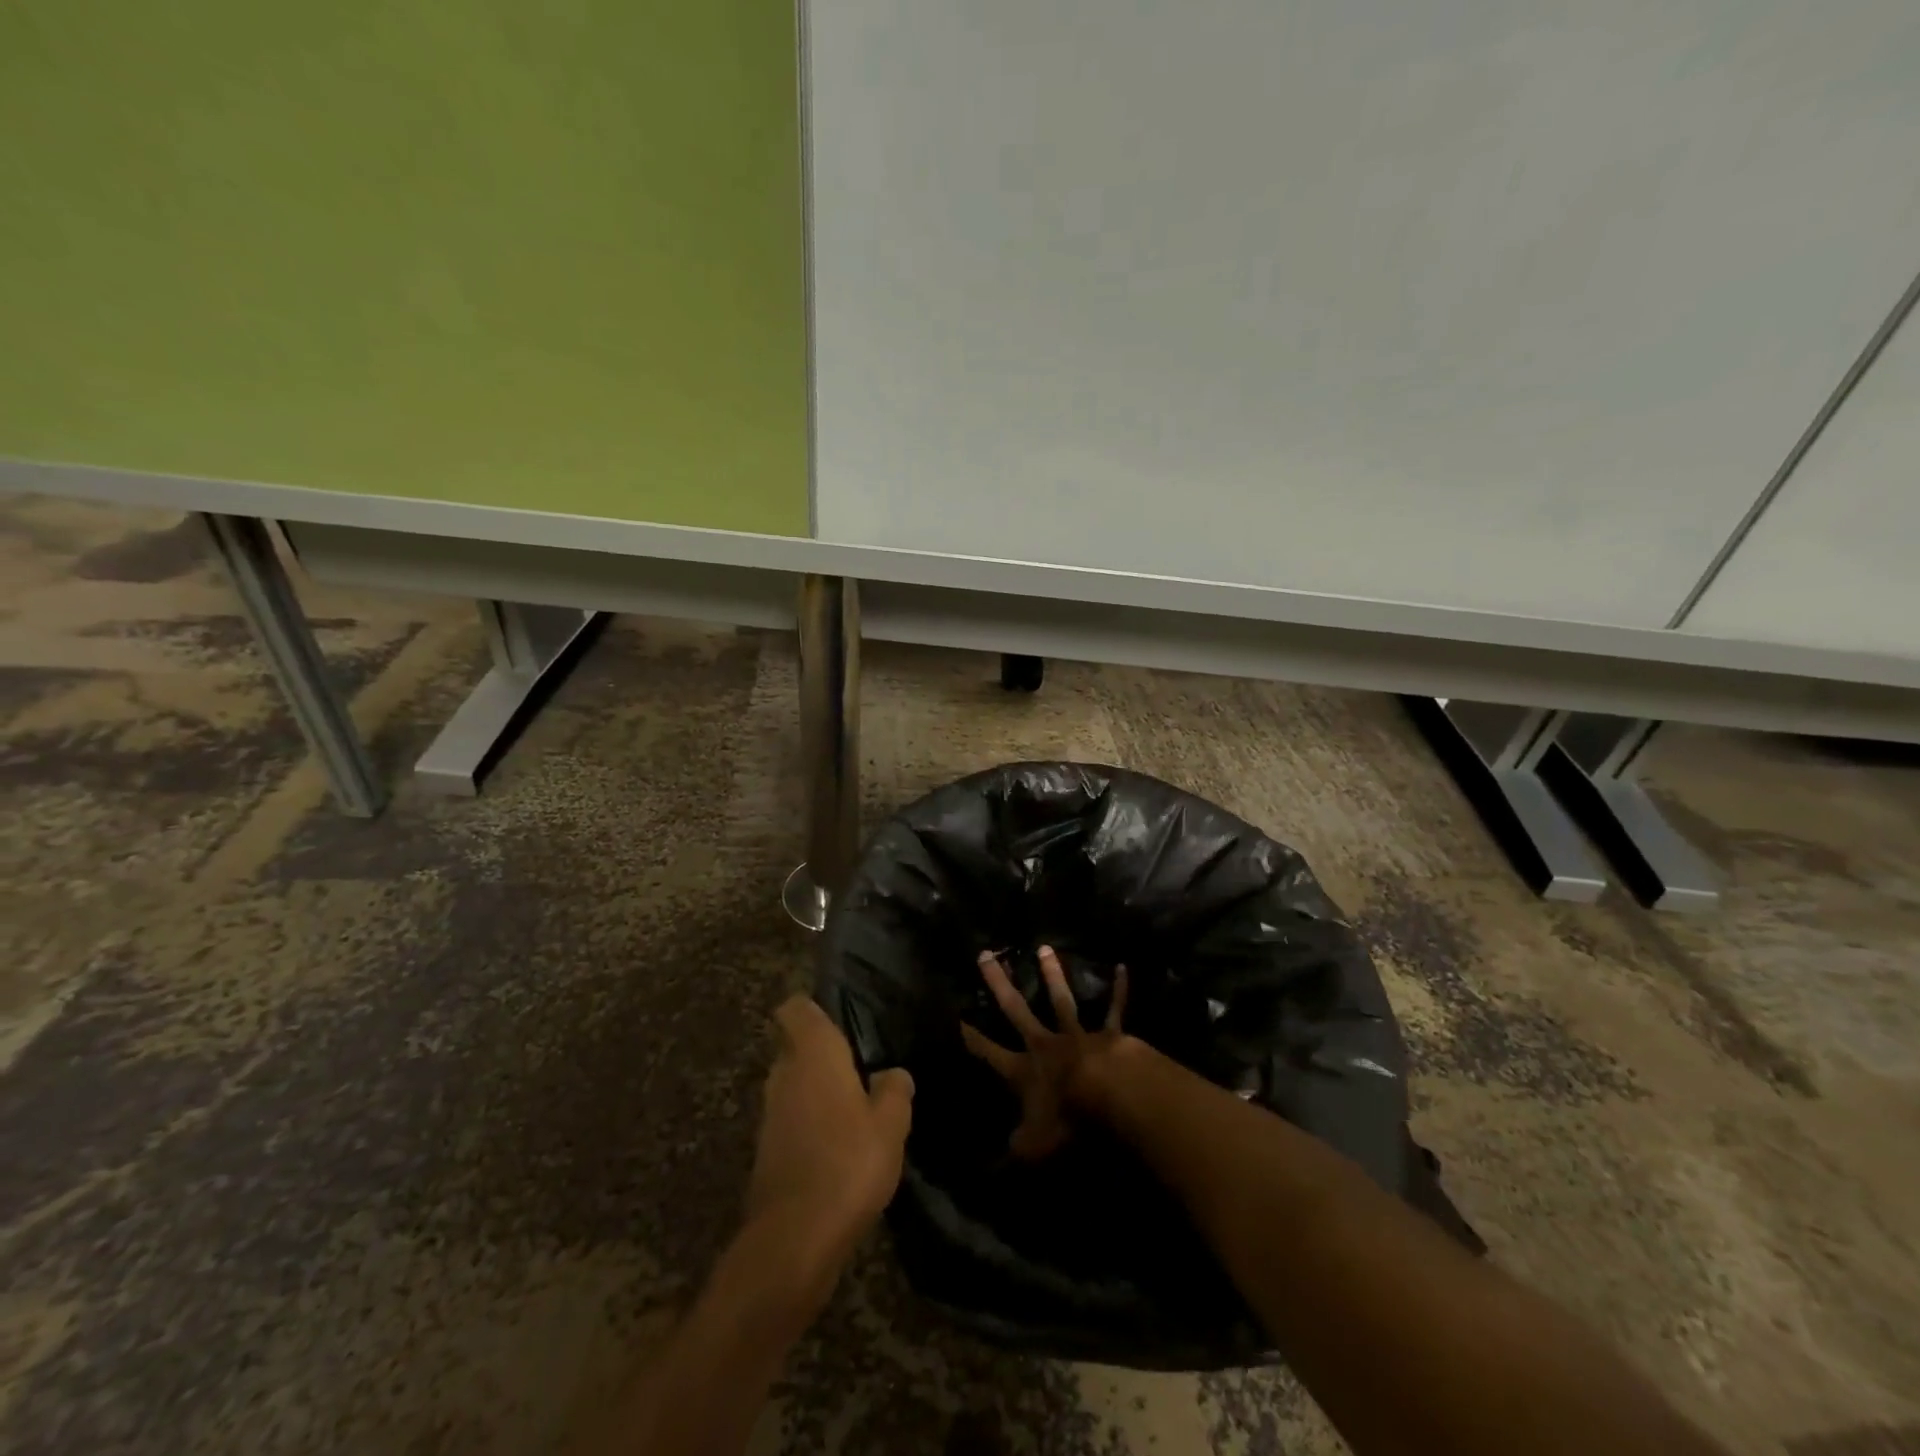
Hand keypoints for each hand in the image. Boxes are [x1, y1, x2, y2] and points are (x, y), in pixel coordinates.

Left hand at [746, 996, 914, 1266]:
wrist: (794, 1240)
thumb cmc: (848, 1163)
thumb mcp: (891, 1124)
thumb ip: (894, 1090)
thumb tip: (893, 1073)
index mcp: (812, 1053)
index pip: (796, 1008)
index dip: (813, 1008)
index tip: (841, 1020)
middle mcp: (783, 1074)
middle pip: (796, 1047)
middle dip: (823, 1054)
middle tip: (862, 1067)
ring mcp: (770, 1114)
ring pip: (794, 1086)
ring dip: (818, 1092)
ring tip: (857, 1109)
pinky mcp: (766, 1151)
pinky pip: (792, 1120)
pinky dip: (811, 1125)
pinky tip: (840, 1147)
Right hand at [961, 946, 1132, 1158]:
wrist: (1112, 1097)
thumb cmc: (1068, 1123)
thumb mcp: (1032, 1149)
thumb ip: (1011, 1152)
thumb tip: (986, 1166)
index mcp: (1023, 1071)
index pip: (988, 1051)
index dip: (970, 1035)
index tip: (954, 1014)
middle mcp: (1045, 1045)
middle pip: (1016, 1009)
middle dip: (999, 983)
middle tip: (985, 954)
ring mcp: (1077, 1035)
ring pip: (1061, 1000)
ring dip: (1052, 974)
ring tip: (1044, 948)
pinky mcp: (1108, 1035)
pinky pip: (1114, 1010)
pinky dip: (1118, 990)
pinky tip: (1122, 968)